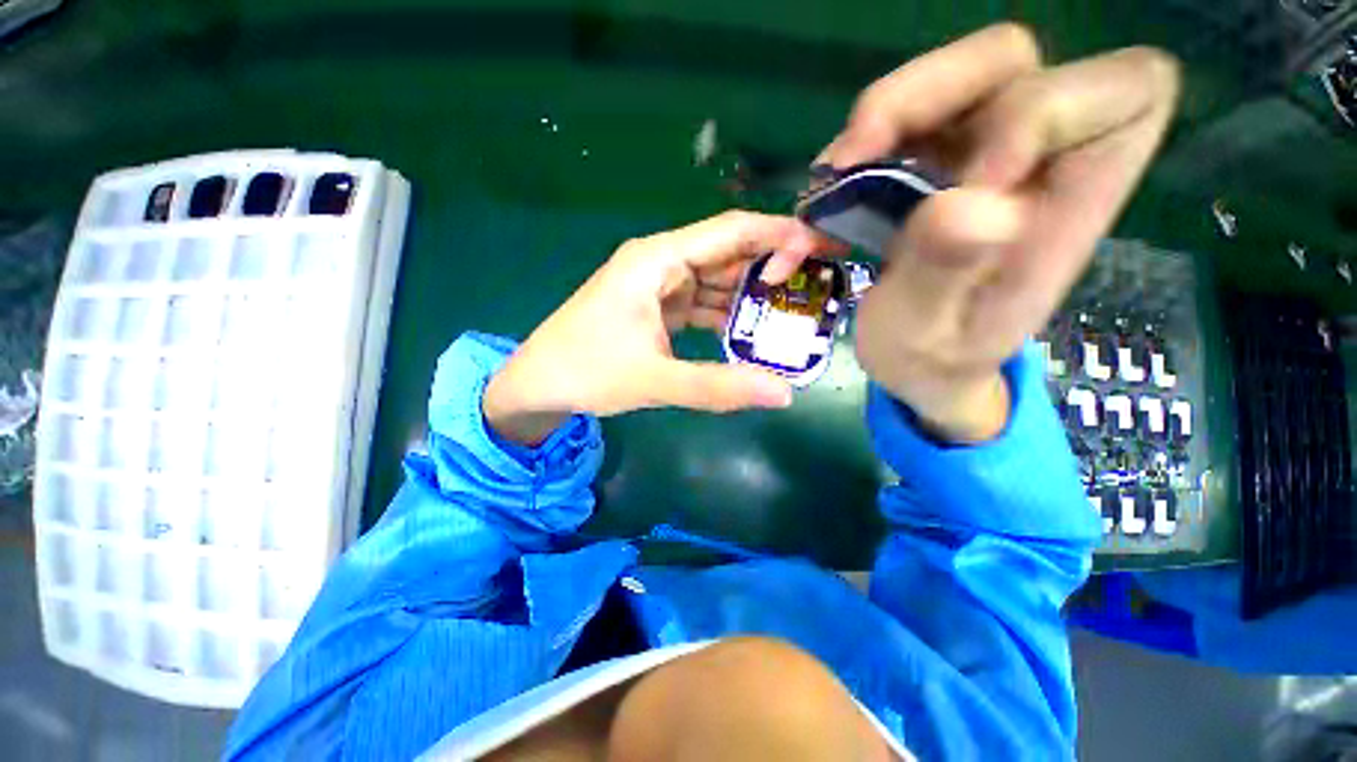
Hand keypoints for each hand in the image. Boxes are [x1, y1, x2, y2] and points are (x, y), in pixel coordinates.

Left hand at [484, 211, 834, 444]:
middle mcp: (660, 263)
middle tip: (818, 285)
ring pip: (716, 280)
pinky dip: (726, 315)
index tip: (821, 247)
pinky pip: (701, 303)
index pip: (730, 231)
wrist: (539, 384)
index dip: (778, 234)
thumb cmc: (586, 371)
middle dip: (771, 266)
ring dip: (750, 295)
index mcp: (656, 261)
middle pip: (726, 253)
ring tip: (794, 311)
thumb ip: (718, 387)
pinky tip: (751, 331)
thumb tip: (783, 394)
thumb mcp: (654, 380)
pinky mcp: (657, 308)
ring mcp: (658, 286)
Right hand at [818, 24, 1179, 441]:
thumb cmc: (932, 362)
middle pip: (1012, 60)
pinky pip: (904, 118)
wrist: (918, 368)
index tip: (966, 182)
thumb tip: (966, 203)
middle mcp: (1038, 162)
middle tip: (857, 155)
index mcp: (1073, 206)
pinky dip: (859, 146)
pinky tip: (831, 195)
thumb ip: (946, 275)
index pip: (1122, 94)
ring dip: (883, 117)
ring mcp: (981, 156)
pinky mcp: (937, 165)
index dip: (1040, 113)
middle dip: (928, 93)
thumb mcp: (928, 336)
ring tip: (833, 180)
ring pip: (953, 78)